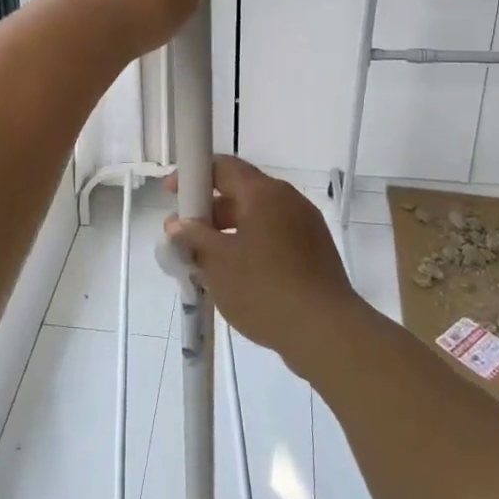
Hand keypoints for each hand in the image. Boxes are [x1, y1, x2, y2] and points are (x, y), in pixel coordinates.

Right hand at [164, 155, 364, 376]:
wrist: (326, 332)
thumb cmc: (264, 288)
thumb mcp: (218, 262)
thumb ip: (193, 237)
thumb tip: (178, 224)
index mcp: (264, 193)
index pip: (224, 166)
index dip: (194, 175)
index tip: (173, 194)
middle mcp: (288, 200)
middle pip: (241, 193)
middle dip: (209, 212)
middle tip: (185, 238)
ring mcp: (306, 226)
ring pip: (258, 218)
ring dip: (229, 233)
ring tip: (206, 263)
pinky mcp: (315, 252)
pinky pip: (274, 238)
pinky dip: (251, 247)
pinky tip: (236, 277)